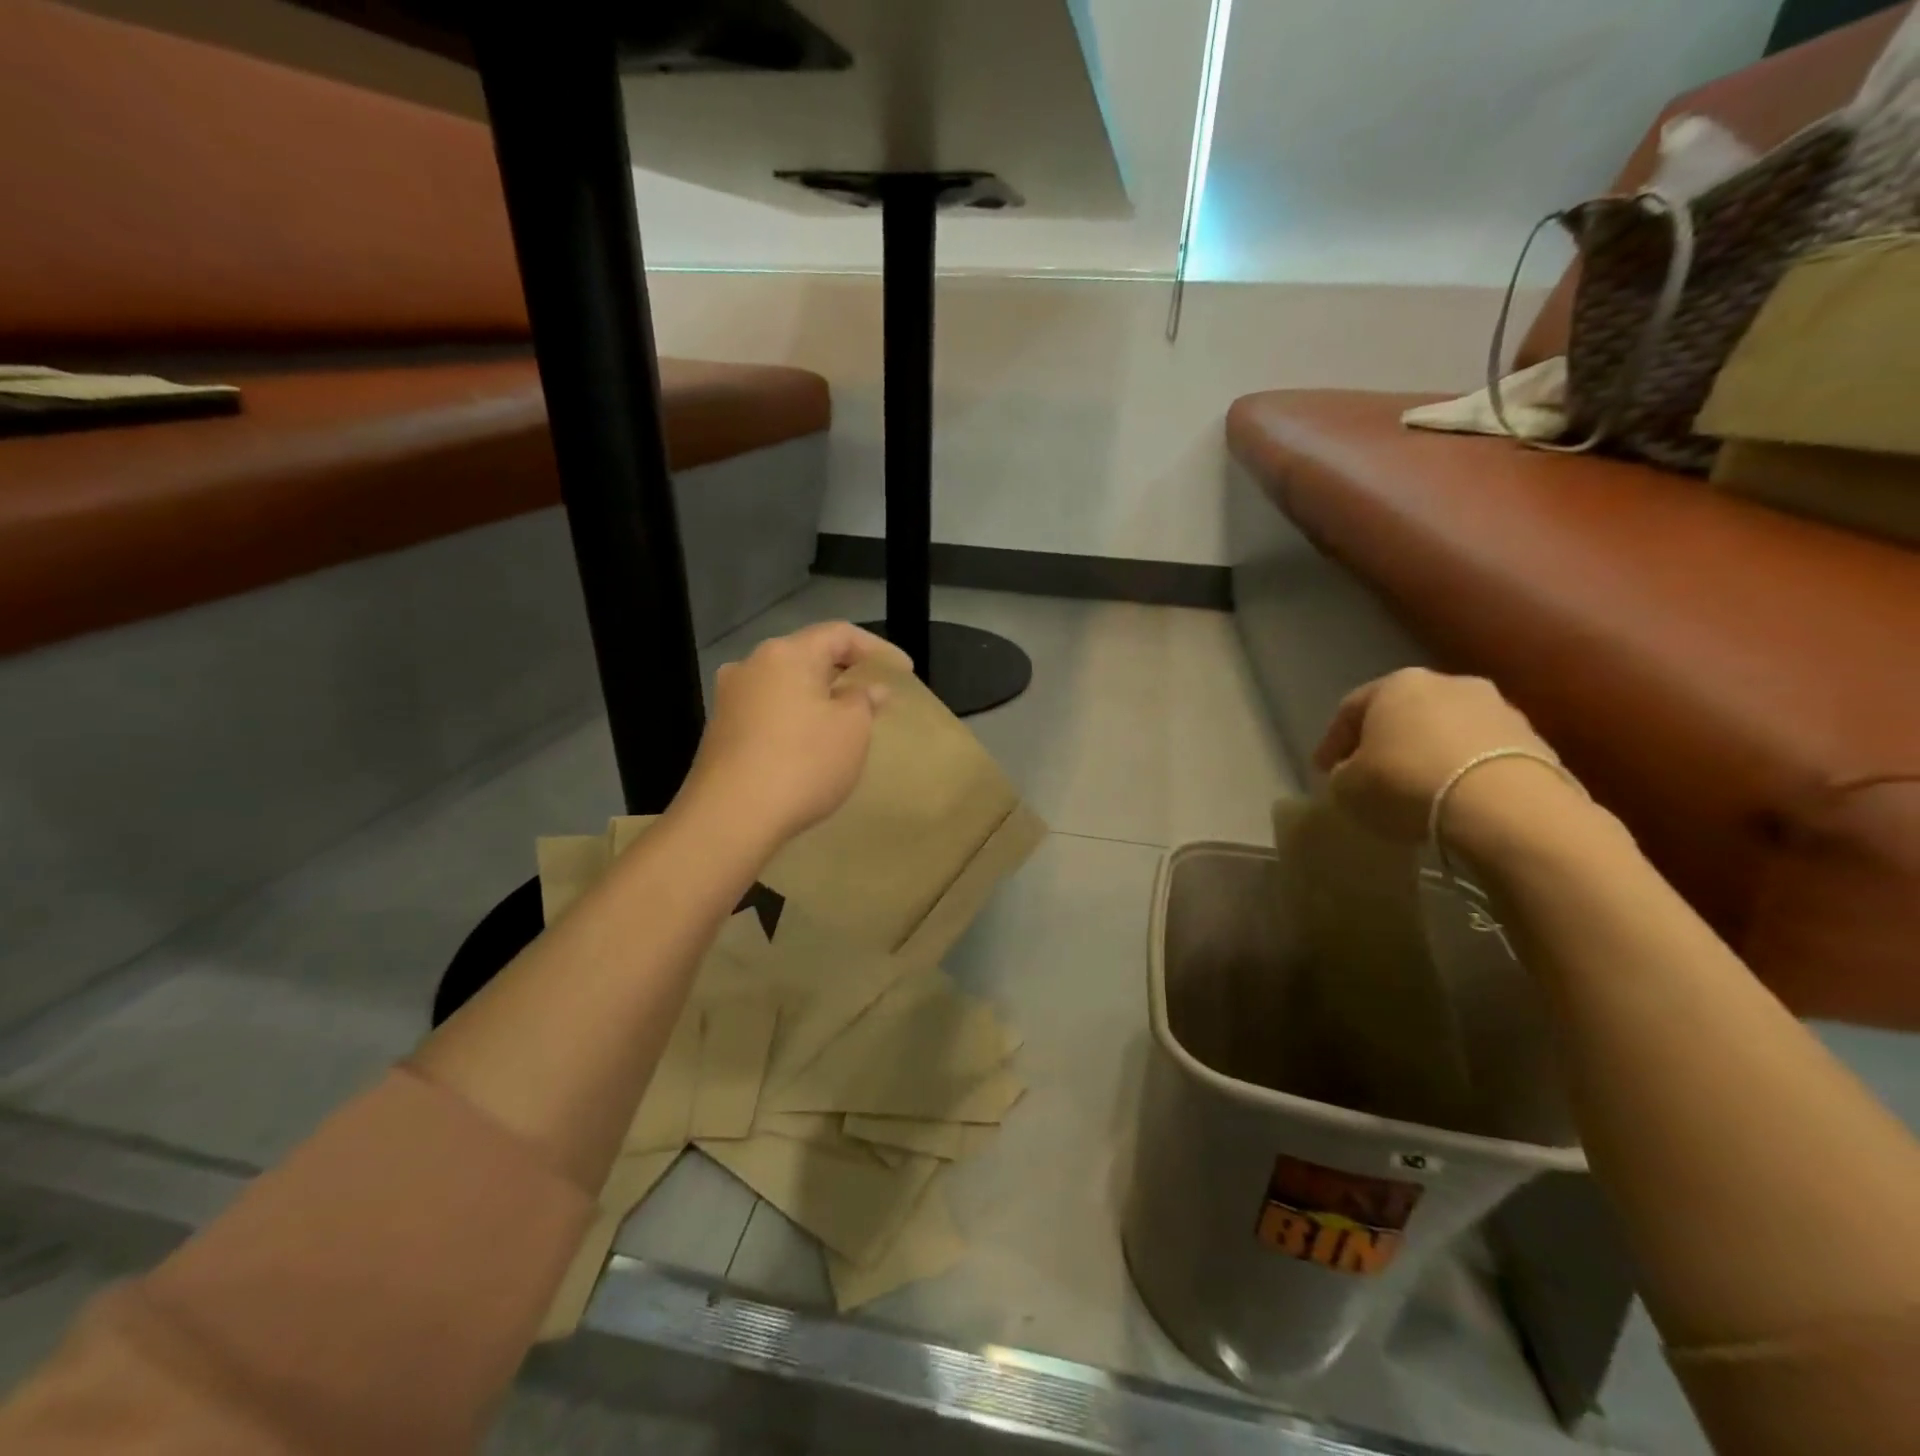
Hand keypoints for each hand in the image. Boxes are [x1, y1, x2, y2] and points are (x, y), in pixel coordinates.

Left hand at [677, 622, 912, 851]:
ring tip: (845, 720)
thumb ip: (864, 700)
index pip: (840, 634)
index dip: (877, 649)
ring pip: (786, 685)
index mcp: (787, 653)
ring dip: (818, 697)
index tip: (903, 672)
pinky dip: (796, 717)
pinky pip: (769, 711)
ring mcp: (730, 698)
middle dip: (845, 672)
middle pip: (808, 655)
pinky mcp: (720, 730)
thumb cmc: (802, 763)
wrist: (730, 817)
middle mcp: (752, 665)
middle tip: (875, 694)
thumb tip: (869, 688)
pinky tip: (810, 743)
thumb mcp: (851, 730)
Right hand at [1313, 669, 1570, 846]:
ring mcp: (1497, 708)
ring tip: (1418, 789)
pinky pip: (1481, 754)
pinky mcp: (1534, 740)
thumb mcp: (1348, 787)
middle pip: (1404, 713)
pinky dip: (1464, 770)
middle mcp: (1447, 683)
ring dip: (1429, 754)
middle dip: (1385, 741)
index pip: (1350, 709)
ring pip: (1447, 730)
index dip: (1332, 742)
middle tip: (1371, 774)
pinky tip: (1455, 798)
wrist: (1505, 807)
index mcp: (1396, 684)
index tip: (1323, 771)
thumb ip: (1343, 775)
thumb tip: (1351, 774)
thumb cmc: (1406, 784)